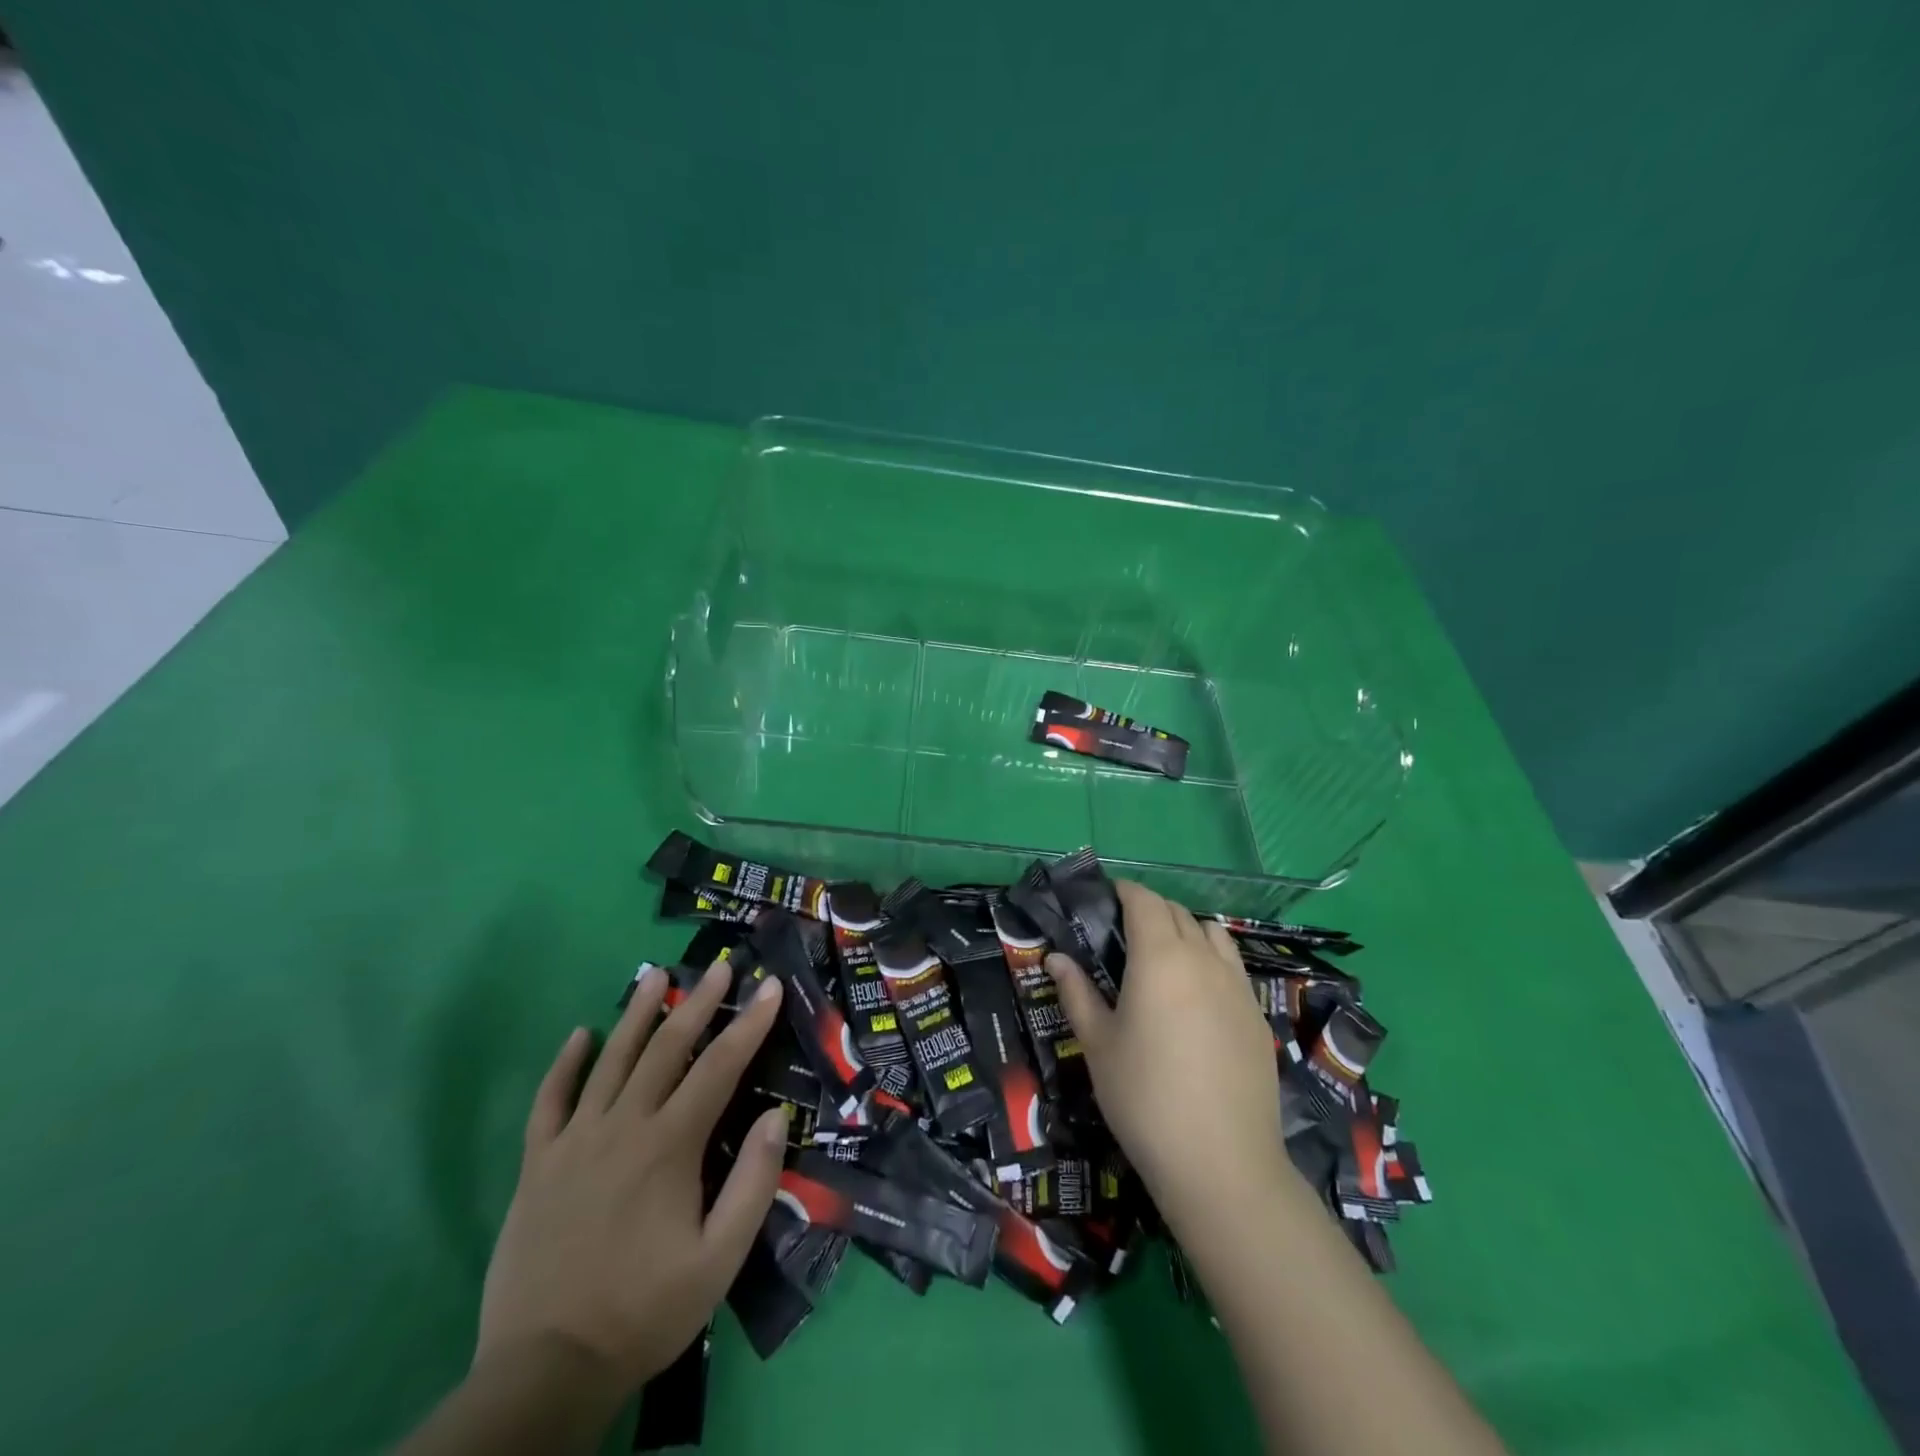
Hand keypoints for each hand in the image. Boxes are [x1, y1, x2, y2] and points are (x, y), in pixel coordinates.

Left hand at [475, 959, 788, 1402]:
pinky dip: (564, 1064)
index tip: (769, 986)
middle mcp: (623, 1126)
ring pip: (610, 1059)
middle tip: (720, 965)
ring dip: (636, 1013)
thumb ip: (752, 1183)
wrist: (546, 1370)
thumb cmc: (645, 1310)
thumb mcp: (719, 1259)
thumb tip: (775, 1117)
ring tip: (653, 975)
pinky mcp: (537, 1165)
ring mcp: (574, 1141)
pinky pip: (549, 1101)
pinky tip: (579, 1035)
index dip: (749, 1023)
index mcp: (670, 1145)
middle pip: (666, 1048)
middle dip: (697, 1001)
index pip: (719, 1066)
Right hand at [1046, 881, 1284, 1217]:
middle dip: (1151, 909)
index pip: (1145, 901)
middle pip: (1178, 913)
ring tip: (1165, 958)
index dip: (1125, 891)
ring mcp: (1237, 985)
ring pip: (1212, 933)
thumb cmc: (1144, 1098)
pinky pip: (1232, 966)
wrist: (1221, 1163)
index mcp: (1160, 958)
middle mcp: (1203, 959)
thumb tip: (1056, 958)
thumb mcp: (1098, 1045)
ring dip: (1186, 930)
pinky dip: (1211, 960)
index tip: (1107, 897)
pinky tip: (1197, 996)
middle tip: (1124, 932)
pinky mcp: (1257, 1014)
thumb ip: (1077, 993)